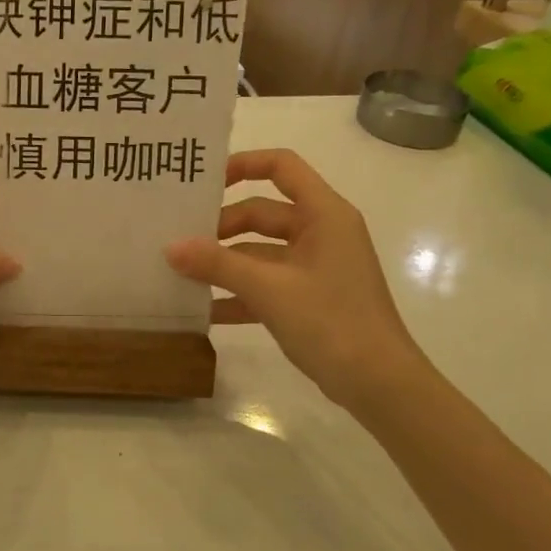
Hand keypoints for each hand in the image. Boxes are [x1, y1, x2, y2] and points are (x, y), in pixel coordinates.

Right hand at [166, 149, 430, 412]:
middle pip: (262, 212)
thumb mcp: (269, 290)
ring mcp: (316, 267)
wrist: (381, 386)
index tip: (204, 183)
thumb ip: (217, 264)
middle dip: (221, 226)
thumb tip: (170, 247)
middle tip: (179, 241)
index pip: (282, 166)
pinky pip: (267, 284)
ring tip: (182, 273)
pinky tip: (205, 310)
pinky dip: (239, 293)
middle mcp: (321, 232)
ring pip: (261, 251)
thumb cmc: (332, 322)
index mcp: (323, 214)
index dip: (243, 164)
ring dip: (225, 262)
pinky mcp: (310, 298)